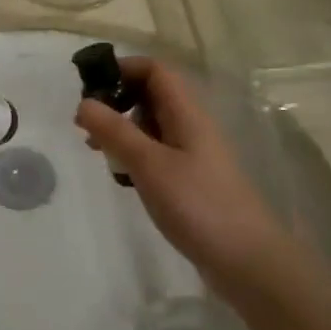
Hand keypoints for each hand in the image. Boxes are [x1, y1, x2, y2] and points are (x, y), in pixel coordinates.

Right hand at [75, 57, 290, 295]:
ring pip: (152, 125)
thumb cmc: (198, 204)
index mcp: (187, 113)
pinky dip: (135, 155)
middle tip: (86, 125)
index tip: (89, 87)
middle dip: (117, 101)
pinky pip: (157, 152)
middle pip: (152, 95)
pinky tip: (122, 176)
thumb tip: (84, 102)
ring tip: (97, 152)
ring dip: (123, 130)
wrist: (246, 260)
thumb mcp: (149, 164)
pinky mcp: (191, 179)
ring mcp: (193, 153)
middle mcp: (192, 126)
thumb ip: (115, 131)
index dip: (123, 69)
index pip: (155, 70)